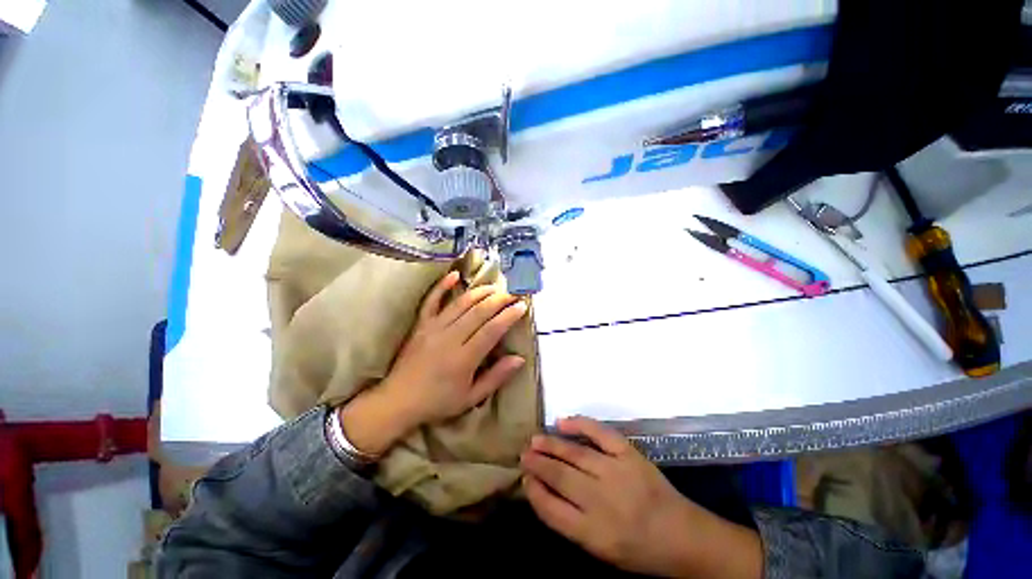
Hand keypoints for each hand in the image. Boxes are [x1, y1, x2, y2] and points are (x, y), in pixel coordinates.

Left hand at [342, 271, 527, 454]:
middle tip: (513, 293)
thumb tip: (519, 359)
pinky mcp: (421, 325)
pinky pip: (432, 301)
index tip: (522, 306)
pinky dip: (442, 286)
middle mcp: (450, 338)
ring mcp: (433, 328)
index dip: (509, 316)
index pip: (492, 330)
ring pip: (461, 303)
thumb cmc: (438, 402)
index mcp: (464, 359)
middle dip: (499, 299)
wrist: (398, 401)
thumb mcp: (471, 398)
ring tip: (495, 286)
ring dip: (480, 292)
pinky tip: (455, 275)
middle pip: (479, 312)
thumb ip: (496, 377)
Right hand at [521, 417, 761, 577]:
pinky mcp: (629, 454)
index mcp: (594, 534)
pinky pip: (600, 433)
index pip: (552, 510)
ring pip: (575, 454)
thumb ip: (572, 524)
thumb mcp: (602, 551)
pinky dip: (580, 424)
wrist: (684, 536)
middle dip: (538, 464)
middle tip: (523, 454)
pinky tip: (562, 422)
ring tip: (535, 439)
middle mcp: (602, 501)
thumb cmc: (640, 551)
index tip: (524, 480)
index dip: (534, 492)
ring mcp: (617, 472)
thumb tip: (545, 492)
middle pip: (560, 477)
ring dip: (551, 445)